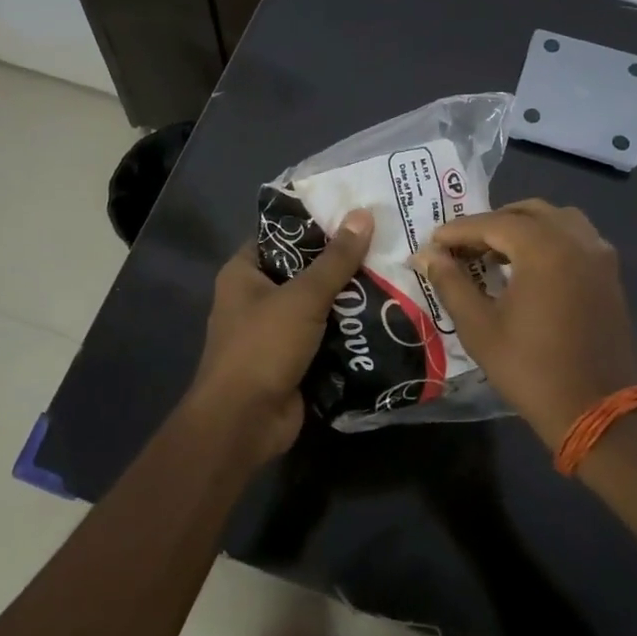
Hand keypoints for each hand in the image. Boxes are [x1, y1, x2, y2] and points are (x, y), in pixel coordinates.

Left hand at [186, 208, 373, 464]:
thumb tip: (363, 214)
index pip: (281, 235)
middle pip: (304, 270)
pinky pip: (325, 336)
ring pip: (318, 305)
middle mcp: (255, 298)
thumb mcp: (303, 297)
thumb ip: (336, 259)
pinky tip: (384, 316)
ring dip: (349, 298)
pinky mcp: (293, 360)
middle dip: (341, 262)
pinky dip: (348, 330)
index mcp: (244, 272)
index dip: (314, 223)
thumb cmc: (263, 347)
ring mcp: (274, 332)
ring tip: (393, 274)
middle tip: (383, 242)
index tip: (354, 212)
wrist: (244, 423)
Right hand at [413, 199, 636, 449]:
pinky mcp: (609, 273)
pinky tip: (529, 266)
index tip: (433, 242)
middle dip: (490, 224)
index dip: (459, 231)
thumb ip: (450, 283)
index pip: (492, 223)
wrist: (597, 410)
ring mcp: (598, 254)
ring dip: (522, 226)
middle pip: (526, 212)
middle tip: (461, 247)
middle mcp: (576, 239)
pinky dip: (548, 238)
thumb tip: (426, 255)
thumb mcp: (479, 327)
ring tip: (495, 252)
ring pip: (555, 219)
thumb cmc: (531, 369)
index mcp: (544, 248)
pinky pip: (575, 237)